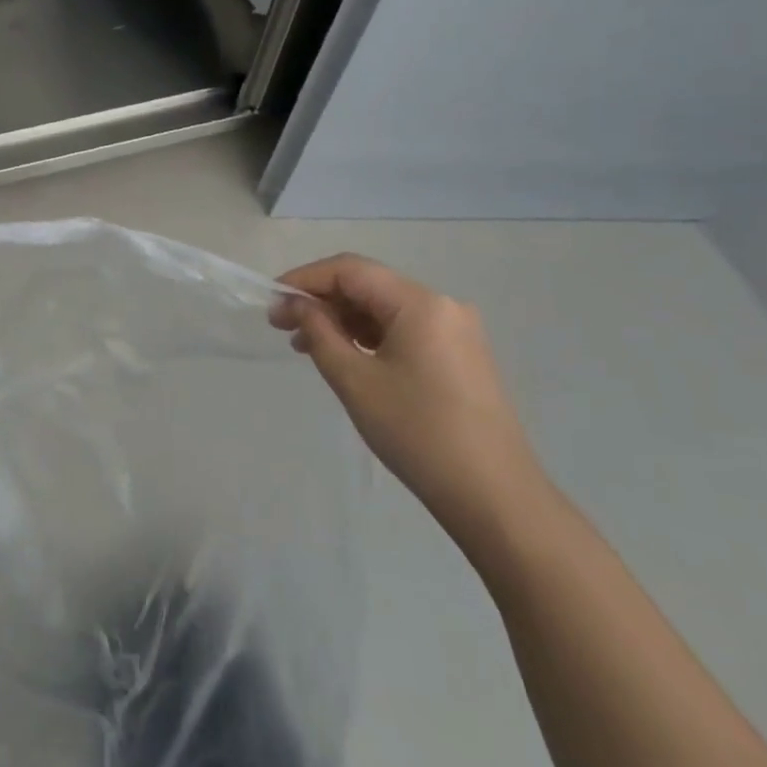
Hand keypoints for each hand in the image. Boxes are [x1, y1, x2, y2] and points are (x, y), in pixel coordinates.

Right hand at [272, 254, 545, 533]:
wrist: (495, 497)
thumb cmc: (418, 433)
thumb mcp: (355, 381)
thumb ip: (319, 332)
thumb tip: (295, 305)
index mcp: (420, 303)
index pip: (350, 270)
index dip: (304, 280)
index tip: (271, 302)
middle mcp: (442, 305)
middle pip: (368, 285)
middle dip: (321, 300)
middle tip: (281, 326)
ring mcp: (455, 331)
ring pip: (384, 308)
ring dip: (342, 320)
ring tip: (305, 346)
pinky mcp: (459, 356)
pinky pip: (403, 330)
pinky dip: (368, 337)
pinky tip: (344, 357)